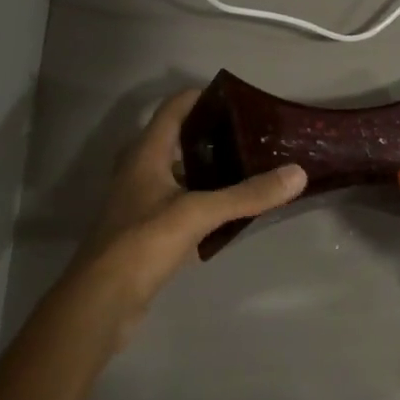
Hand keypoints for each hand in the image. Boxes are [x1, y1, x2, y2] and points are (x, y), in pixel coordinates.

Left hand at [64, 89, 305, 344]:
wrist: (101, 301)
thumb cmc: (143, 243)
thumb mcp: (198, 213)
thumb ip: (247, 194)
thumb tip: (298, 173)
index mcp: (145, 154)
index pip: (173, 109)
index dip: (202, 97)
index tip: (239, 98)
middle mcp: (139, 170)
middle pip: (177, 139)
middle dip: (212, 133)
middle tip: (252, 134)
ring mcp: (140, 202)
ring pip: (179, 172)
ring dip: (208, 167)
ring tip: (248, 165)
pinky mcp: (146, 230)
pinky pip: (180, 202)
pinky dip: (203, 198)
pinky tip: (229, 207)